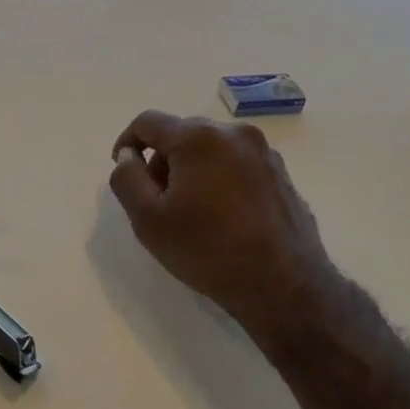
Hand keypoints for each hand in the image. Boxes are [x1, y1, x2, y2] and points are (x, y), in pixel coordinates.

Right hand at [107, 111, 334, 340]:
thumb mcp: (148, 220)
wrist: (285, 286)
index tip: (124, 170)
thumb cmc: (208, 251)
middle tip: (158, 200)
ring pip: (211, 148)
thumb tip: (128, 155)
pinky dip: (220, 178)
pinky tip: (223, 216)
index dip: (127, 142)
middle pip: (181, 133)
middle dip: (163, 159)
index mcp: (198, 137)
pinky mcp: (281, 173)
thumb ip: (126, 178)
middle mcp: (233, 132)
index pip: (148, 122)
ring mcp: (263, 152)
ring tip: (192, 211)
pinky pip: (237, 163)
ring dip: (192, 169)